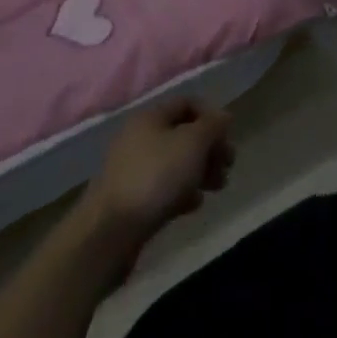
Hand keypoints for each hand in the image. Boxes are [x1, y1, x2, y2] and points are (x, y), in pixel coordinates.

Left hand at [82, 99, 234, 251]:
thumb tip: (223, 117)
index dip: (211, 115)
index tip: (227, 136)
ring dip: (200, 172)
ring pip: (176, 163)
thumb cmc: (156, 176)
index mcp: (150, 118)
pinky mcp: (130, 201)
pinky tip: (193, 205)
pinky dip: (182, 193)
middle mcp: (138, 139)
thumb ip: (214, 125)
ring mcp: (132, 171)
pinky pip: (163, 188)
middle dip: (210, 148)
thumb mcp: (194, 142)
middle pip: (184, 135)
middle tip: (228, 165)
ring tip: (217, 187)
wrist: (108, 234)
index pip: (188, 103)